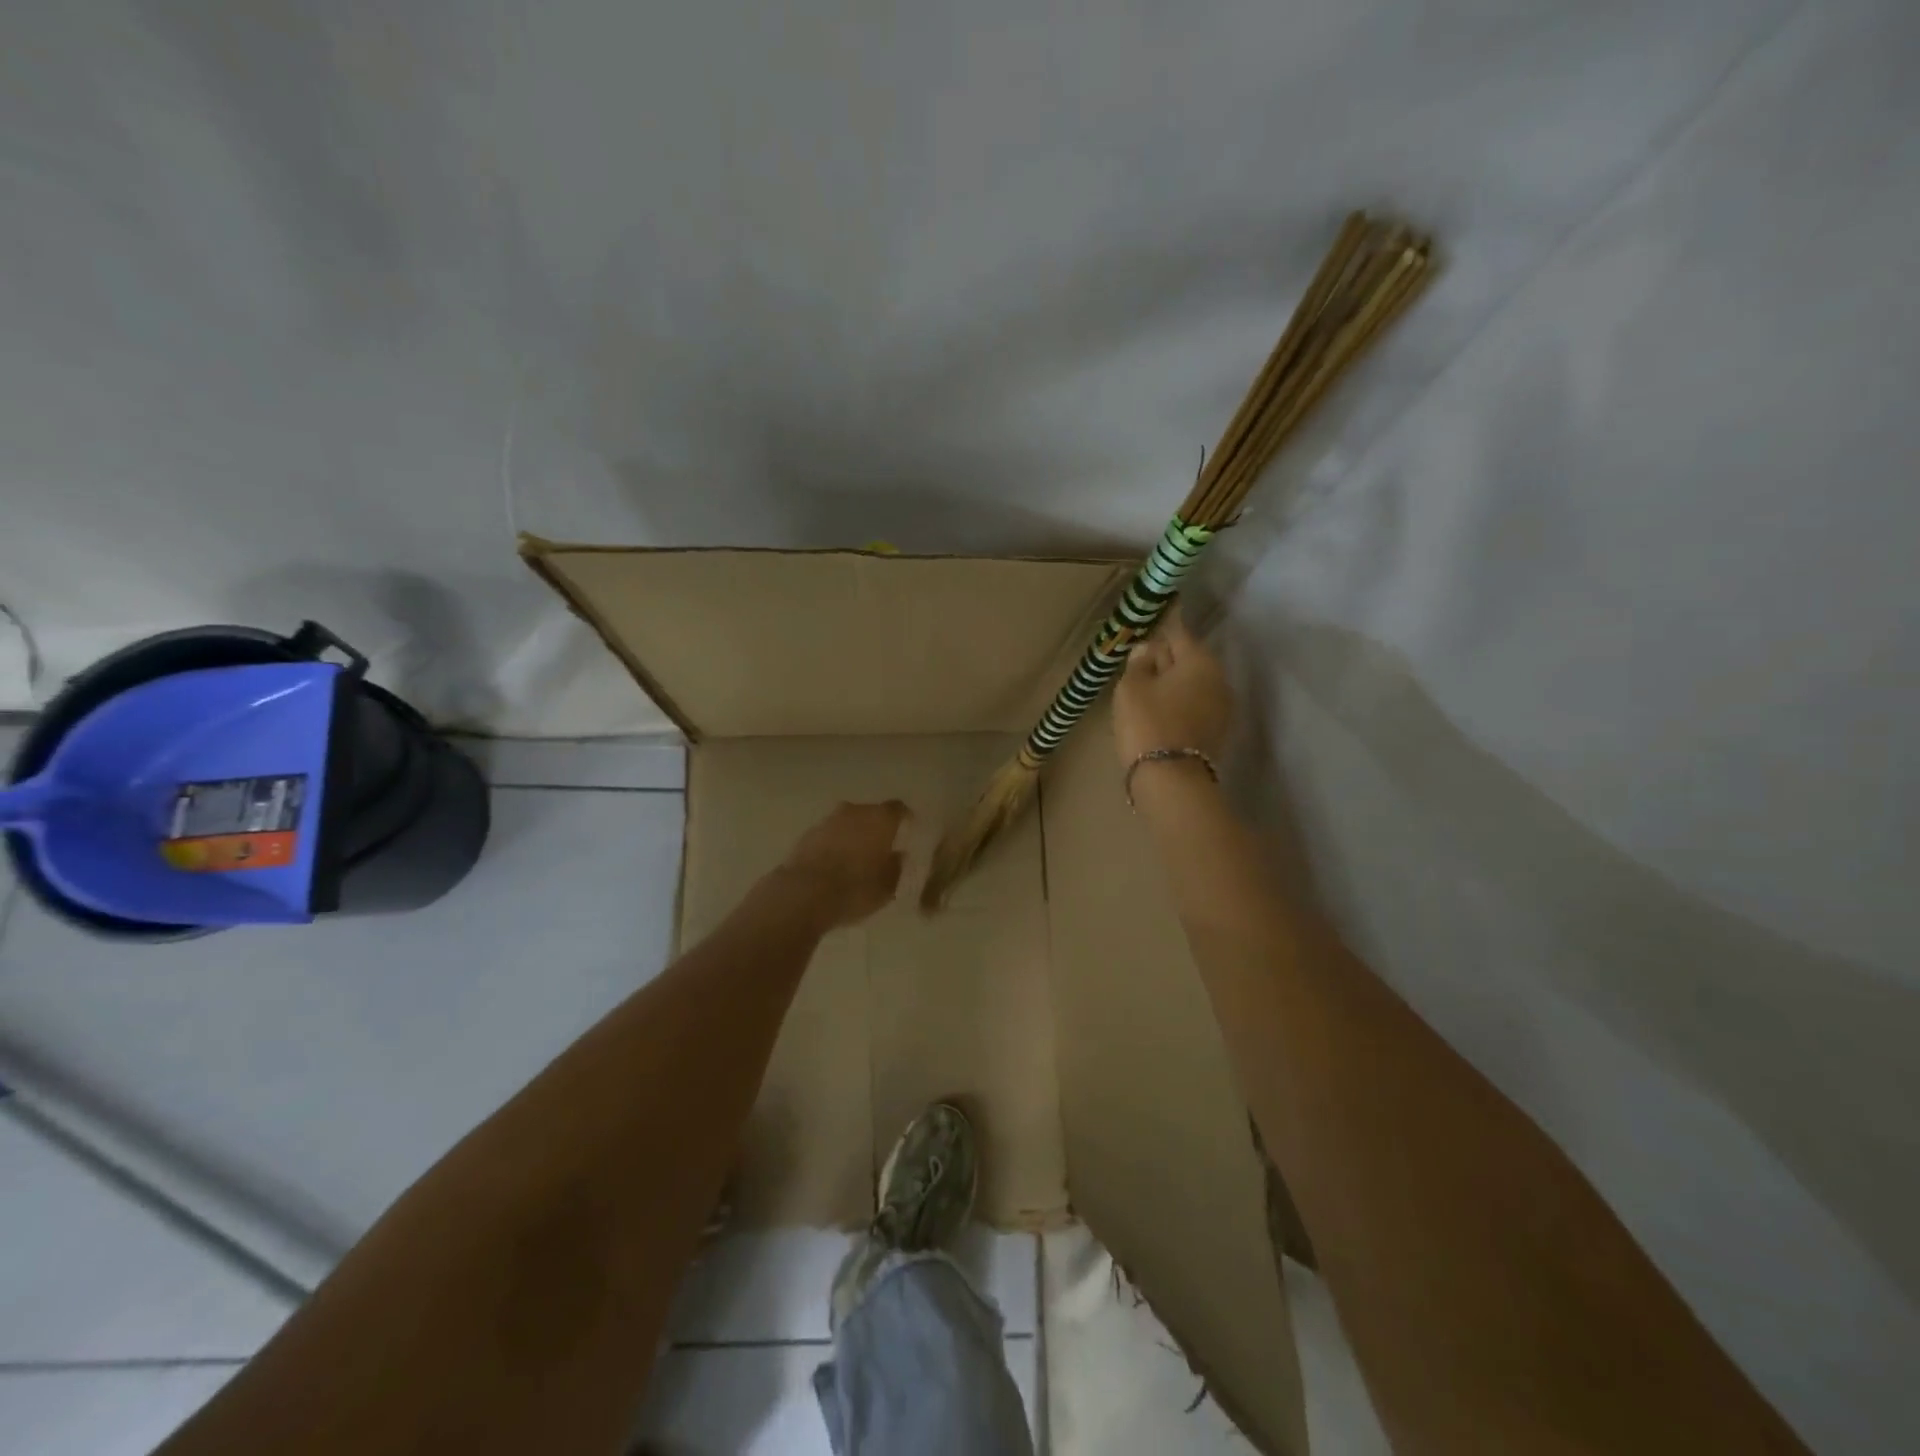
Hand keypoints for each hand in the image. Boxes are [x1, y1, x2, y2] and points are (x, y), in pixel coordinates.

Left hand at [776, 800, 910, 928]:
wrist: (805, 894)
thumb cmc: (855, 888)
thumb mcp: (887, 886)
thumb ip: (896, 867)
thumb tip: (897, 856)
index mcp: (880, 819)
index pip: (898, 809)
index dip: (904, 818)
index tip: (908, 829)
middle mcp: (855, 811)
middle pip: (870, 813)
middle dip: (876, 827)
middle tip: (880, 847)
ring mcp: (828, 821)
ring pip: (847, 823)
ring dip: (852, 835)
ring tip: (855, 858)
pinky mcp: (806, 835)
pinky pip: (828, 836)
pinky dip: (833, 845)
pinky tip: (834, 864)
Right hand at [1113, 606, 1233, 768]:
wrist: (1171, 779)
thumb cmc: (1147, 724)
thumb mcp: (1131, 687)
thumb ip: (1139, 662)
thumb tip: (1147, 649)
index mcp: (1200, 661)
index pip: (1178, 634)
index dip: (1160, 630)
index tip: (1149, 628)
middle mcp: (1219, 679)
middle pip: (1189, 660)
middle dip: (1167, 659)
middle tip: (1141, 664)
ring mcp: (1222, 708)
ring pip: (1193, 685)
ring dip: (1173, 684)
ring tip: (1147, 691)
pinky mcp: (1217, 732)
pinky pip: (1195, 706)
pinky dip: (1180, 704)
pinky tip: (1160, 713)